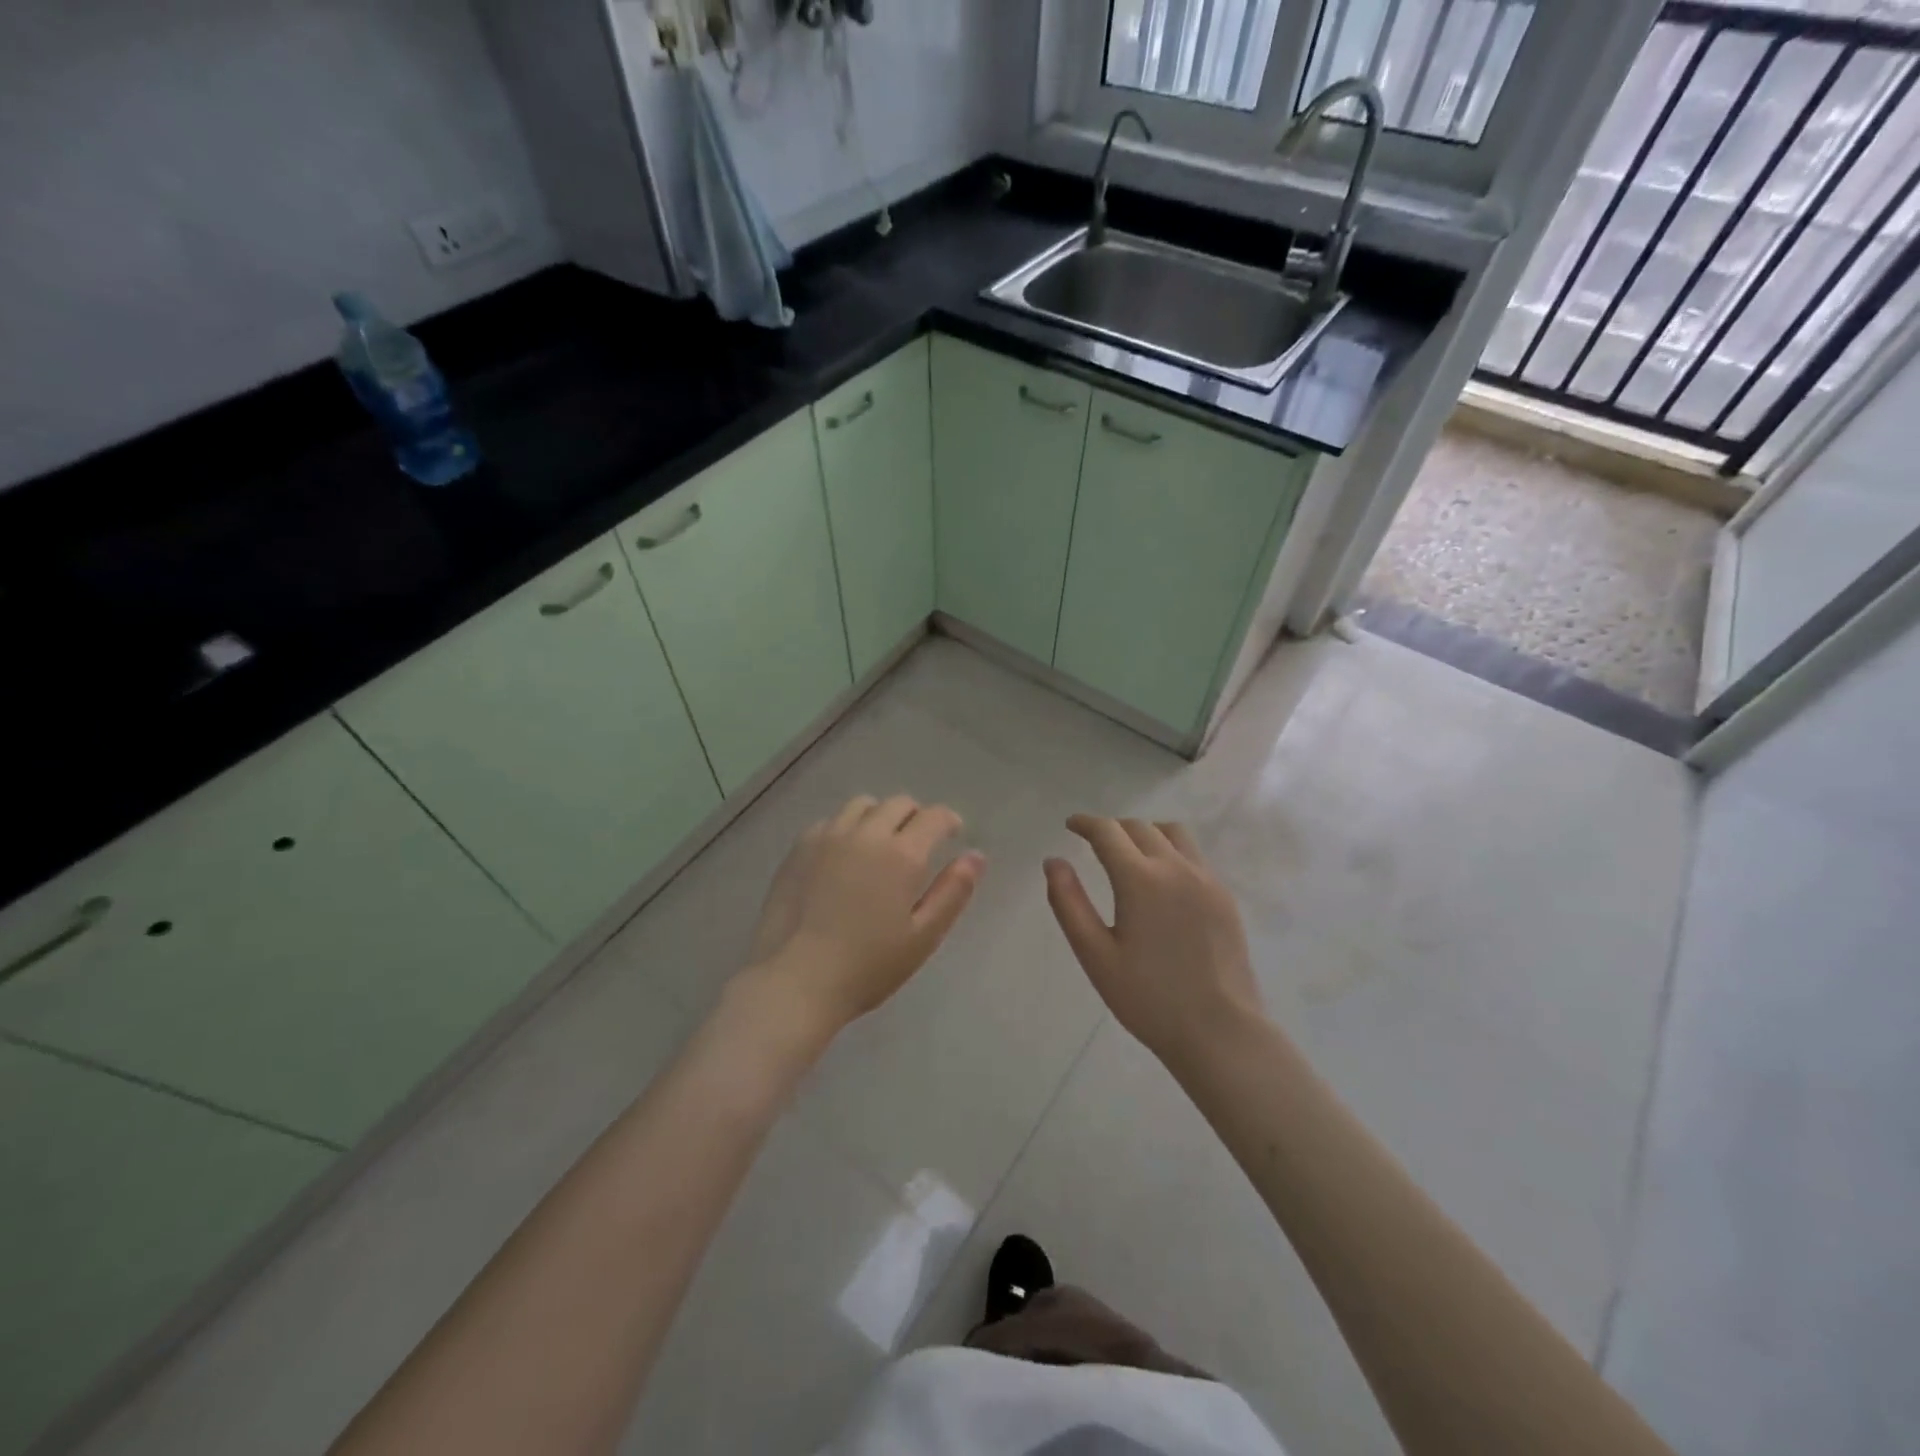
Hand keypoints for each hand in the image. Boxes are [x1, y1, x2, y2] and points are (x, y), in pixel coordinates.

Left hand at [741, 795, 985, 1035]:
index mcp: (902, 854)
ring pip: (862, 805)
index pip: (934, 816)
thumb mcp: (923, 936)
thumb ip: (953, 892)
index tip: (952, 833)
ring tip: (879, 845)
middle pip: (898, 803)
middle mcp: (866, 833)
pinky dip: (847, 828)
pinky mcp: (799, 847)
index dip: (948, 821)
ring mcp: (828, 836)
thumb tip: (976, 856)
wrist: (795, 980)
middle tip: (918, 844)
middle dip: (916, 816)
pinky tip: (843, 857)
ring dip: (880, 816)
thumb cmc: (867, 966)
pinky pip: (831, 821)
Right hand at [1045, 815, 1262, 1066]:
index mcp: (1141, 879)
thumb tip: (1053, 862)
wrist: (1220, 1030)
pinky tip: (1162, 878)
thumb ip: (1069, 903)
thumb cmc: (1148, 998)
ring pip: (1172, 833)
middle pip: (1139, 827)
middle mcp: (1176, 867)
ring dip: (1145, 832)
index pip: (1108, 832)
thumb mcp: (1095, 955)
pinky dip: (1170, 849)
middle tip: (1094, 841)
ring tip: (1130, 851)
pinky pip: (1194, 855)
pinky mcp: (1224, 896)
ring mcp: (1206, 879)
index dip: (1086, 823)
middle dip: (1112, 828)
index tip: (1071, 825)